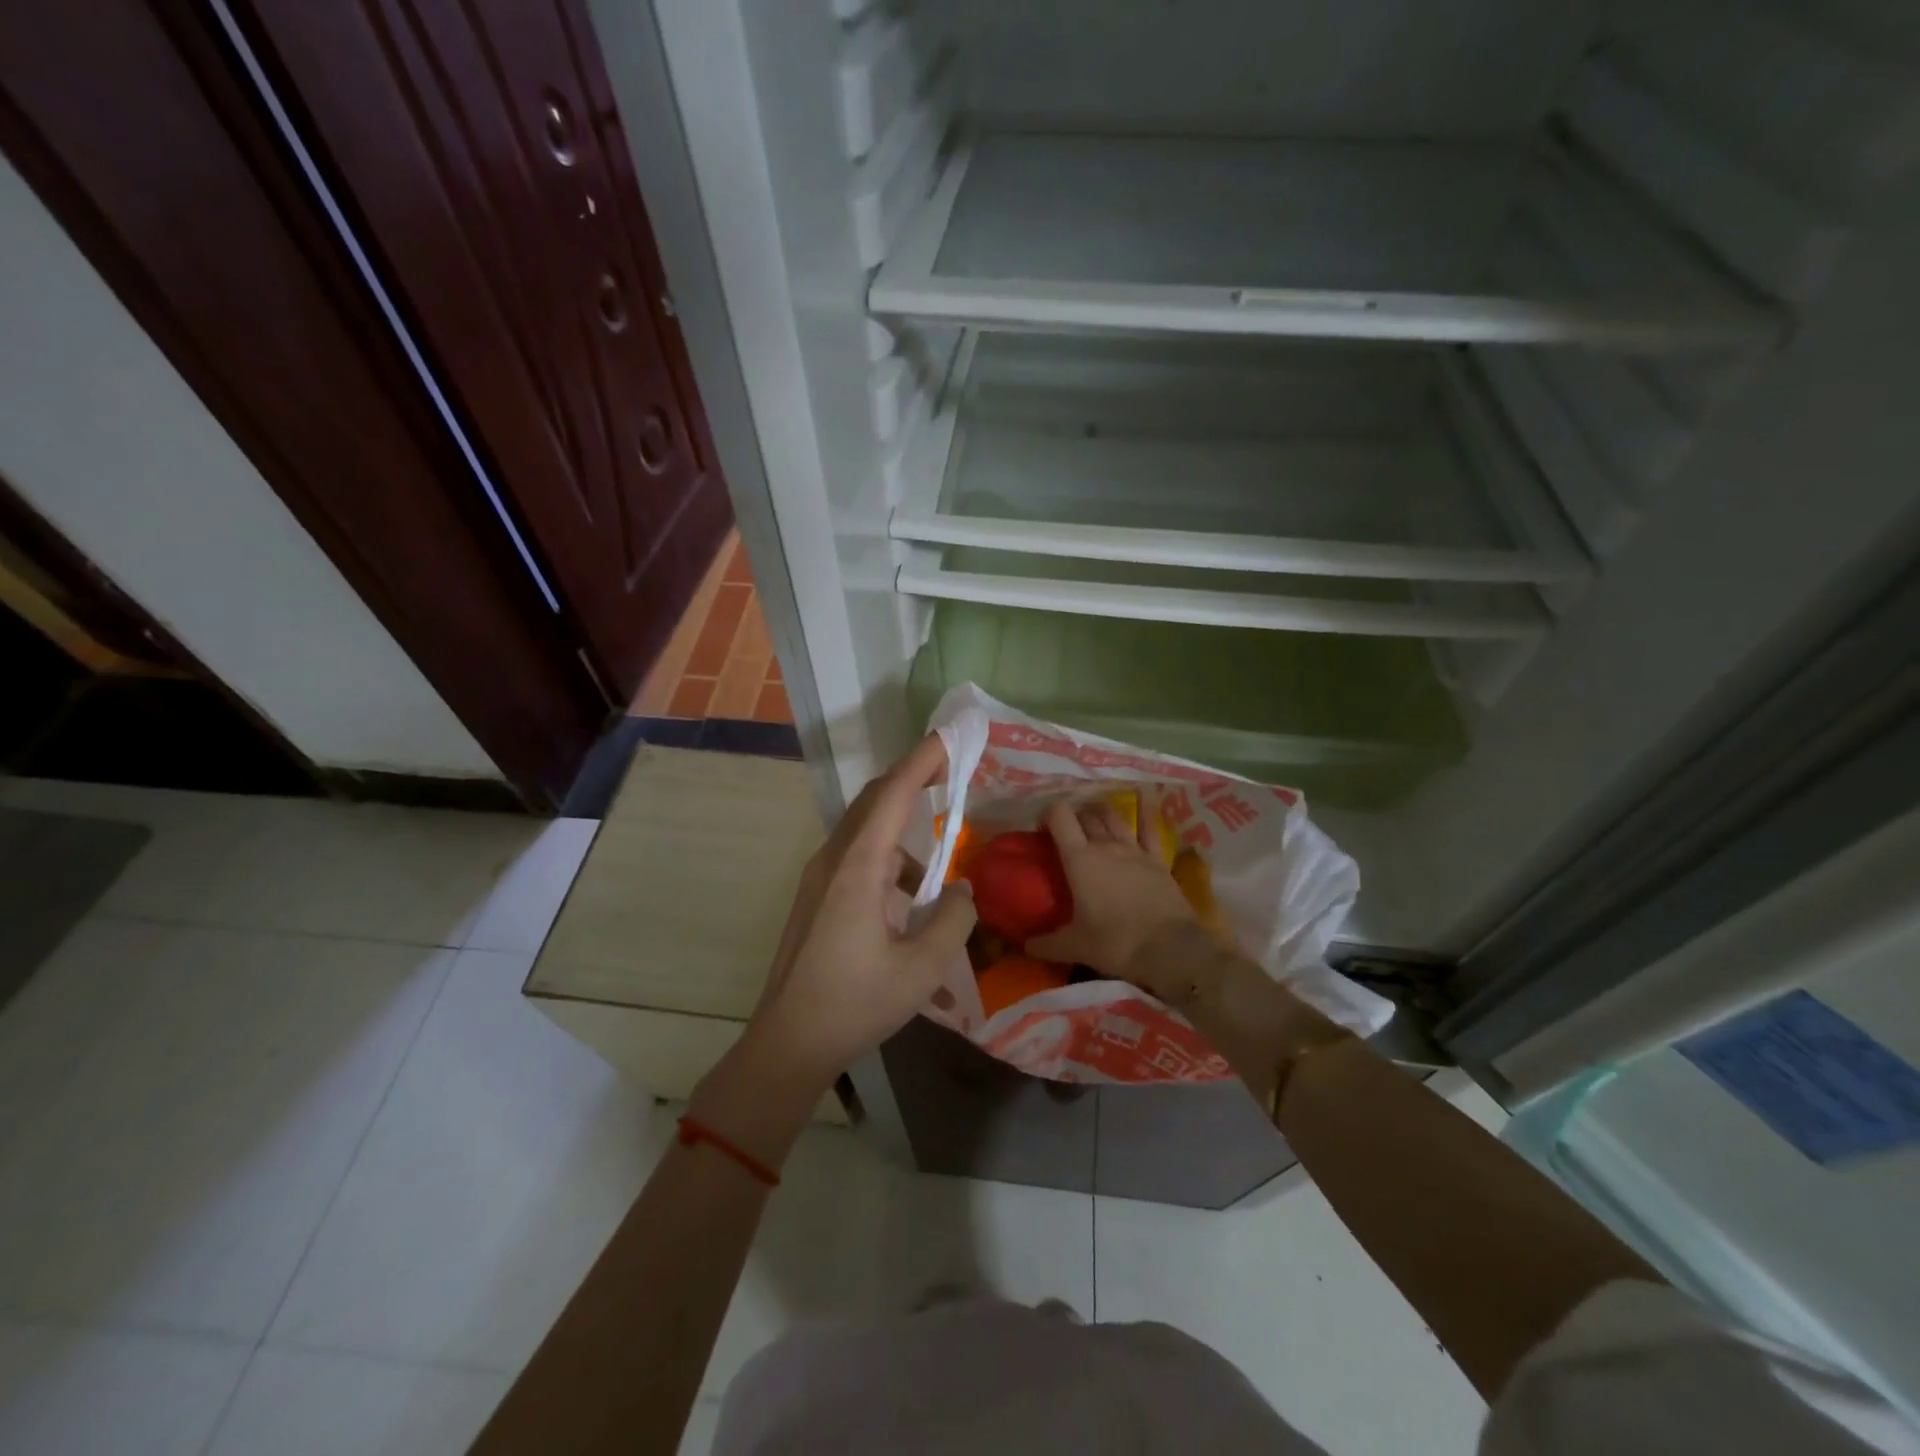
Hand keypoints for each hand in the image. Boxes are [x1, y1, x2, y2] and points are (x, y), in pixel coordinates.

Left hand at [735, 734, 975, 1098]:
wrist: (788, 1043)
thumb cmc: (856, 1003)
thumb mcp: (923, 967)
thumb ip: (954, 919)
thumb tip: (962, 890)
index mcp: (858, 867)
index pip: (893, 794)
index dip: (923, 760)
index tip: (950, 738)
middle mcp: (833, 860)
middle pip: (875, 801)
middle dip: (913, 781)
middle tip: (951, 773)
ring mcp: (819, 879)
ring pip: (867, 833)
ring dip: (905, 834)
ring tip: (942, 863)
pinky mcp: (816, 898)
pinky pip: (858, 861)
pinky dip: (890, 865)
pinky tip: (912, 906)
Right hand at [1028, 798, 1197, 992]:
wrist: (1170, 949)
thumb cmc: (1116, 943)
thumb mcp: (1075, 947)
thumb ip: (1047, 944)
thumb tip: (1027, 946)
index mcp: (1079, 859)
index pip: (1060, 816)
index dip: (1048, 814)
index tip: (1042, 829)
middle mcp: (1106, 845)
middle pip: (1086, 815)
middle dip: (1073, 819)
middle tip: (1066, 836)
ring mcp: (1135, 849)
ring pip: (1114, 817)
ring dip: (1100, 814)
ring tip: (1094, 824)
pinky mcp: (1158, 859)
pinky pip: (1149, 829)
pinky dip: (1142, 816)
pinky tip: (1141, 805)